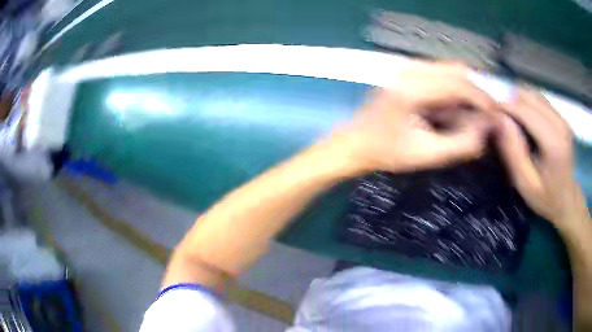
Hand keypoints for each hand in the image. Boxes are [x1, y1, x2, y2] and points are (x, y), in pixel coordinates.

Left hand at [333, 61, 497, 173]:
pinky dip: (454, 90)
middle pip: (456, 71)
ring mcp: (406, 69)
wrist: (356, 143)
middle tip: (487, 117)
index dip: (483, 98)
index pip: (458, 84)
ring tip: (472, 116)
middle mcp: (409, 70)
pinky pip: (440, 75)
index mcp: (411, 88)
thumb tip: (489, 129)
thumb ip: (462, 143)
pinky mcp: (407, 73)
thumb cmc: (387, 152)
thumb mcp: (427, 154)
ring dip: (466, 92)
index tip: (498, 114)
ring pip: (449, 71)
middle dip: (477, 93)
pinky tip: (454, 110)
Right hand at [495, 88, 588, 232]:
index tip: (488, 111)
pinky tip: (522, 117)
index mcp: (553, 142)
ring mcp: (562, 118)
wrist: (567, 200)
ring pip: (534, 95)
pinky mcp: (561, 117)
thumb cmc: (546, 197)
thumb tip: (499, 119)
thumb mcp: (525, 183)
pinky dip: (527, 103)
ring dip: (518, 101)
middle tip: (498, 116)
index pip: (524, 109)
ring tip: (509, 116)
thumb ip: (513, 152)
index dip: (504, 106)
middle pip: (529, 97)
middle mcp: (560, 124)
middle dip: (510, 101)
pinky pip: (540, 100)